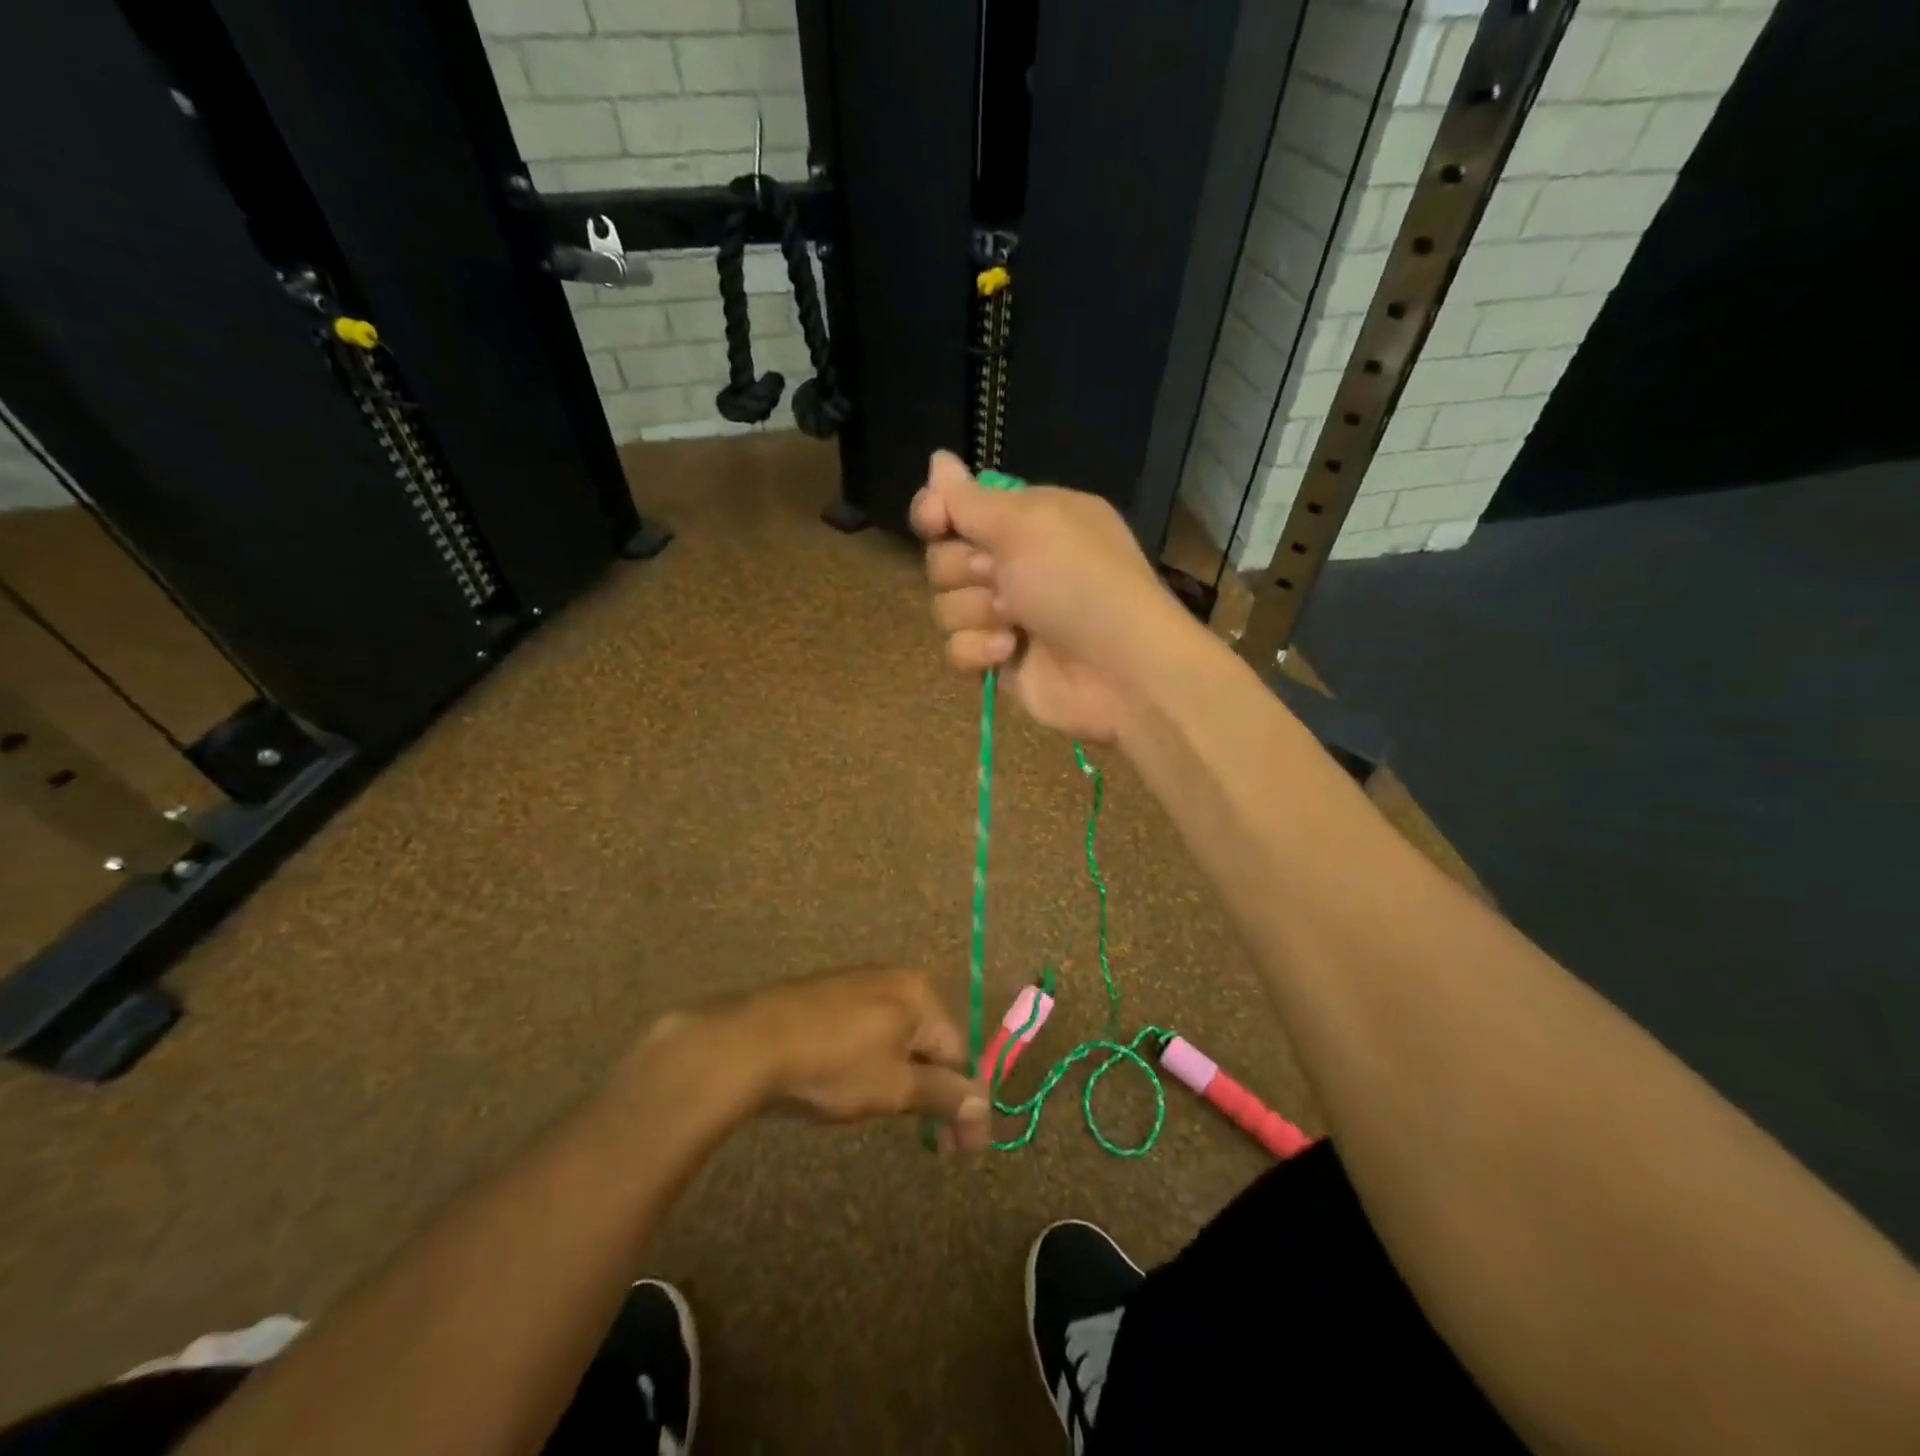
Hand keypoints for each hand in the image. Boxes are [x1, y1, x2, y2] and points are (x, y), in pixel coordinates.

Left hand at [654, 966, 990, 1151]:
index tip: (962, 1149)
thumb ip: (943, 1095)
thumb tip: (986, 1108)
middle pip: (929, 1042)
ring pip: (897, 1038)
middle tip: (935, 1144)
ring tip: (890, 1116)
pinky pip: (866, 1030)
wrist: (750, 1042)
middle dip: (935, 1092)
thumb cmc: (834, 1064)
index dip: (963, 1103)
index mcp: (919, 994)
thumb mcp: (895, 1087)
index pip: (958, 1052)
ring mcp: (858, 983)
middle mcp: (895, 979)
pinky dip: (873, 1061)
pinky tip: (853, 1085)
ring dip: (905, 1079)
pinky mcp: (827, 995)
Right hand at [910, 451, 1191, 740]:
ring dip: (975, 612)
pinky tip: (1010, 652)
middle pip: (943, 557)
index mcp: (1029, 519)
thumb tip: (937, 458)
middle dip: (963, 569)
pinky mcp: (999, 659)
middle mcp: (1015, 562)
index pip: (961, 506)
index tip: (934, 521)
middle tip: (1000, 577)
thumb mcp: (1027, 524)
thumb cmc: (1078, 582)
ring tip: (1016, 621)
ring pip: (946, 606)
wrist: (1119, 669)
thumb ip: (971, 499)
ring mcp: (1006, 614)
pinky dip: (979, 650)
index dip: (938, 512)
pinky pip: (957, 649)